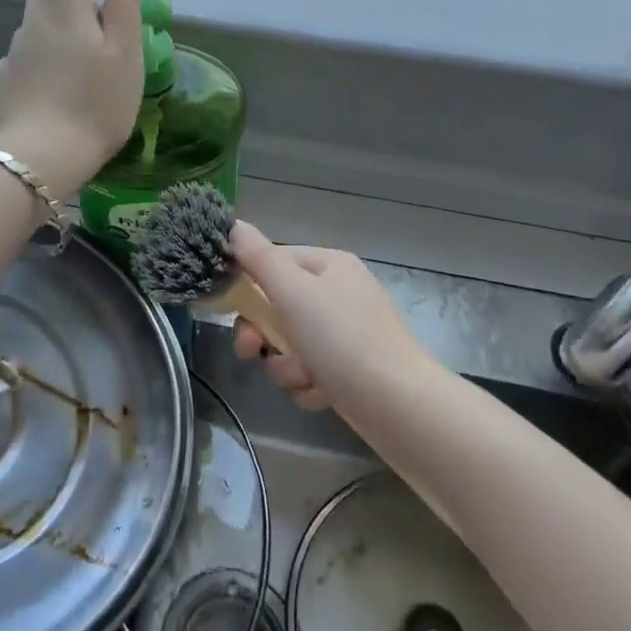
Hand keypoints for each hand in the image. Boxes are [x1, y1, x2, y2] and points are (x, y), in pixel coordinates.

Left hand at [0, 0, 142, 199]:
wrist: (39, 158)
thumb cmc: (95, 102)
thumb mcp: (125, 53)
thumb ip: (124, 5)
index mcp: (64, 10)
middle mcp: (32, 24)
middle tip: (92, 6)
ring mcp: (13, 55)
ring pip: (34, 26)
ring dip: (54, 25)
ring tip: (78, 50)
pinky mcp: (3, 84)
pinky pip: (24, 58)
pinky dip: (40, 57)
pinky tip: (53, 82)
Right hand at [228, 223, 430, 410]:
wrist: (398, 406)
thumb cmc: (341, 338)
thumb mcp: (292, 290)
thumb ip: (257, 256)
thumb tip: (233, 224)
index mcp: (329, 264)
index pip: (274, 261)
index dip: (248, 285)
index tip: (231, 310)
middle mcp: (339, 293)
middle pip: (278, 306)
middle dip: (263, 334)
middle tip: (252, 352)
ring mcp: (347, 332)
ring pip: (290, 343)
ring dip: (285, 365)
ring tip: (302, 378)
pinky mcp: (351, 369)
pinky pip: (310, 371)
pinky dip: (308, 384)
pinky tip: (320, 394)